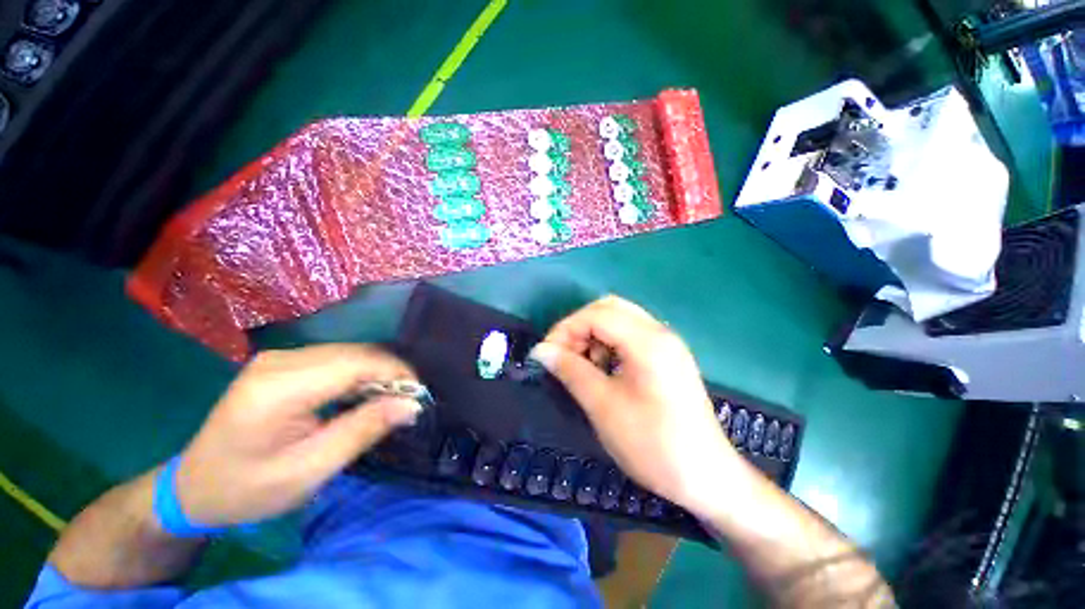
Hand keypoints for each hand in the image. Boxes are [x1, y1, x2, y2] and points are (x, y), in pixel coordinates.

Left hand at [174, 344, 421, 526]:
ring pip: (350, 353)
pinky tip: (365, 394)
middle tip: (408, 402)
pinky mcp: (283, 363)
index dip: (396, 373)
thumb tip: (411, 405)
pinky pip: (336, 359)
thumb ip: (363, 431)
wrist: (194, 486)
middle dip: (391, 373)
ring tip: (391, 399)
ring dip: (377, 373)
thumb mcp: (309, 471)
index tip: (419, 396)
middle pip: (356, 353)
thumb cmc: (249, 489)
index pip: (356, 363)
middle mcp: (280, 361)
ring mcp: (279, 358)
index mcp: (280, 388)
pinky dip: (359, 374)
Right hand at [530, 296, 740, 517]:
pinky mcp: (668, 356)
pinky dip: (610, 343)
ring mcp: (667, 343)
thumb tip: (540, 350)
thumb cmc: (652, 444)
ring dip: (594, 333)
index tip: (547, 354)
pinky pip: (631, 334)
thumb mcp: (603, 406)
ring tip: (583, 364)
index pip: (596, 314)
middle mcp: (660, 332)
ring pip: (620, 319)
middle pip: (609, 308)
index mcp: (647, 341)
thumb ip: (571, 371)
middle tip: (564, 354)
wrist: (706, 477)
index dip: (566, 329)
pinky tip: (604, 369)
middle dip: (579, 326)